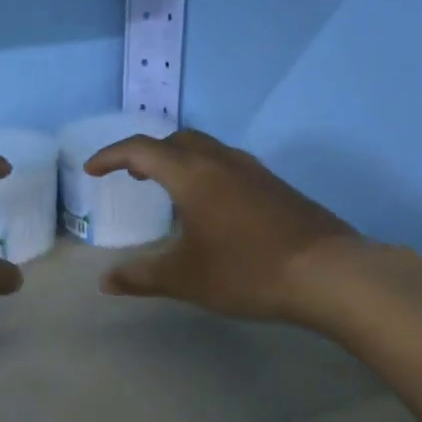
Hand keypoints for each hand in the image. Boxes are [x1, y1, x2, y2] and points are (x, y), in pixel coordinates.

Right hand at [84, 130, 361, 323]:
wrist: (329, 273)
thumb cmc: (247, 271)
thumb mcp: (186, 278)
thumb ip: (142, 277)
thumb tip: (106, 282)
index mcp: (192, 174)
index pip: (141, 149)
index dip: (111, 156)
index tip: (92, 170)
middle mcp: (221, 161)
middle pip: (176, 140)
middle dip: (147, 152)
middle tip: (131, 176)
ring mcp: (253, 170)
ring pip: (206, 148)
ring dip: (179, 159)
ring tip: (168, 188)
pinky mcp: (275, 186)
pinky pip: (228, 164)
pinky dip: (205, 172)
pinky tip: (212, 206)